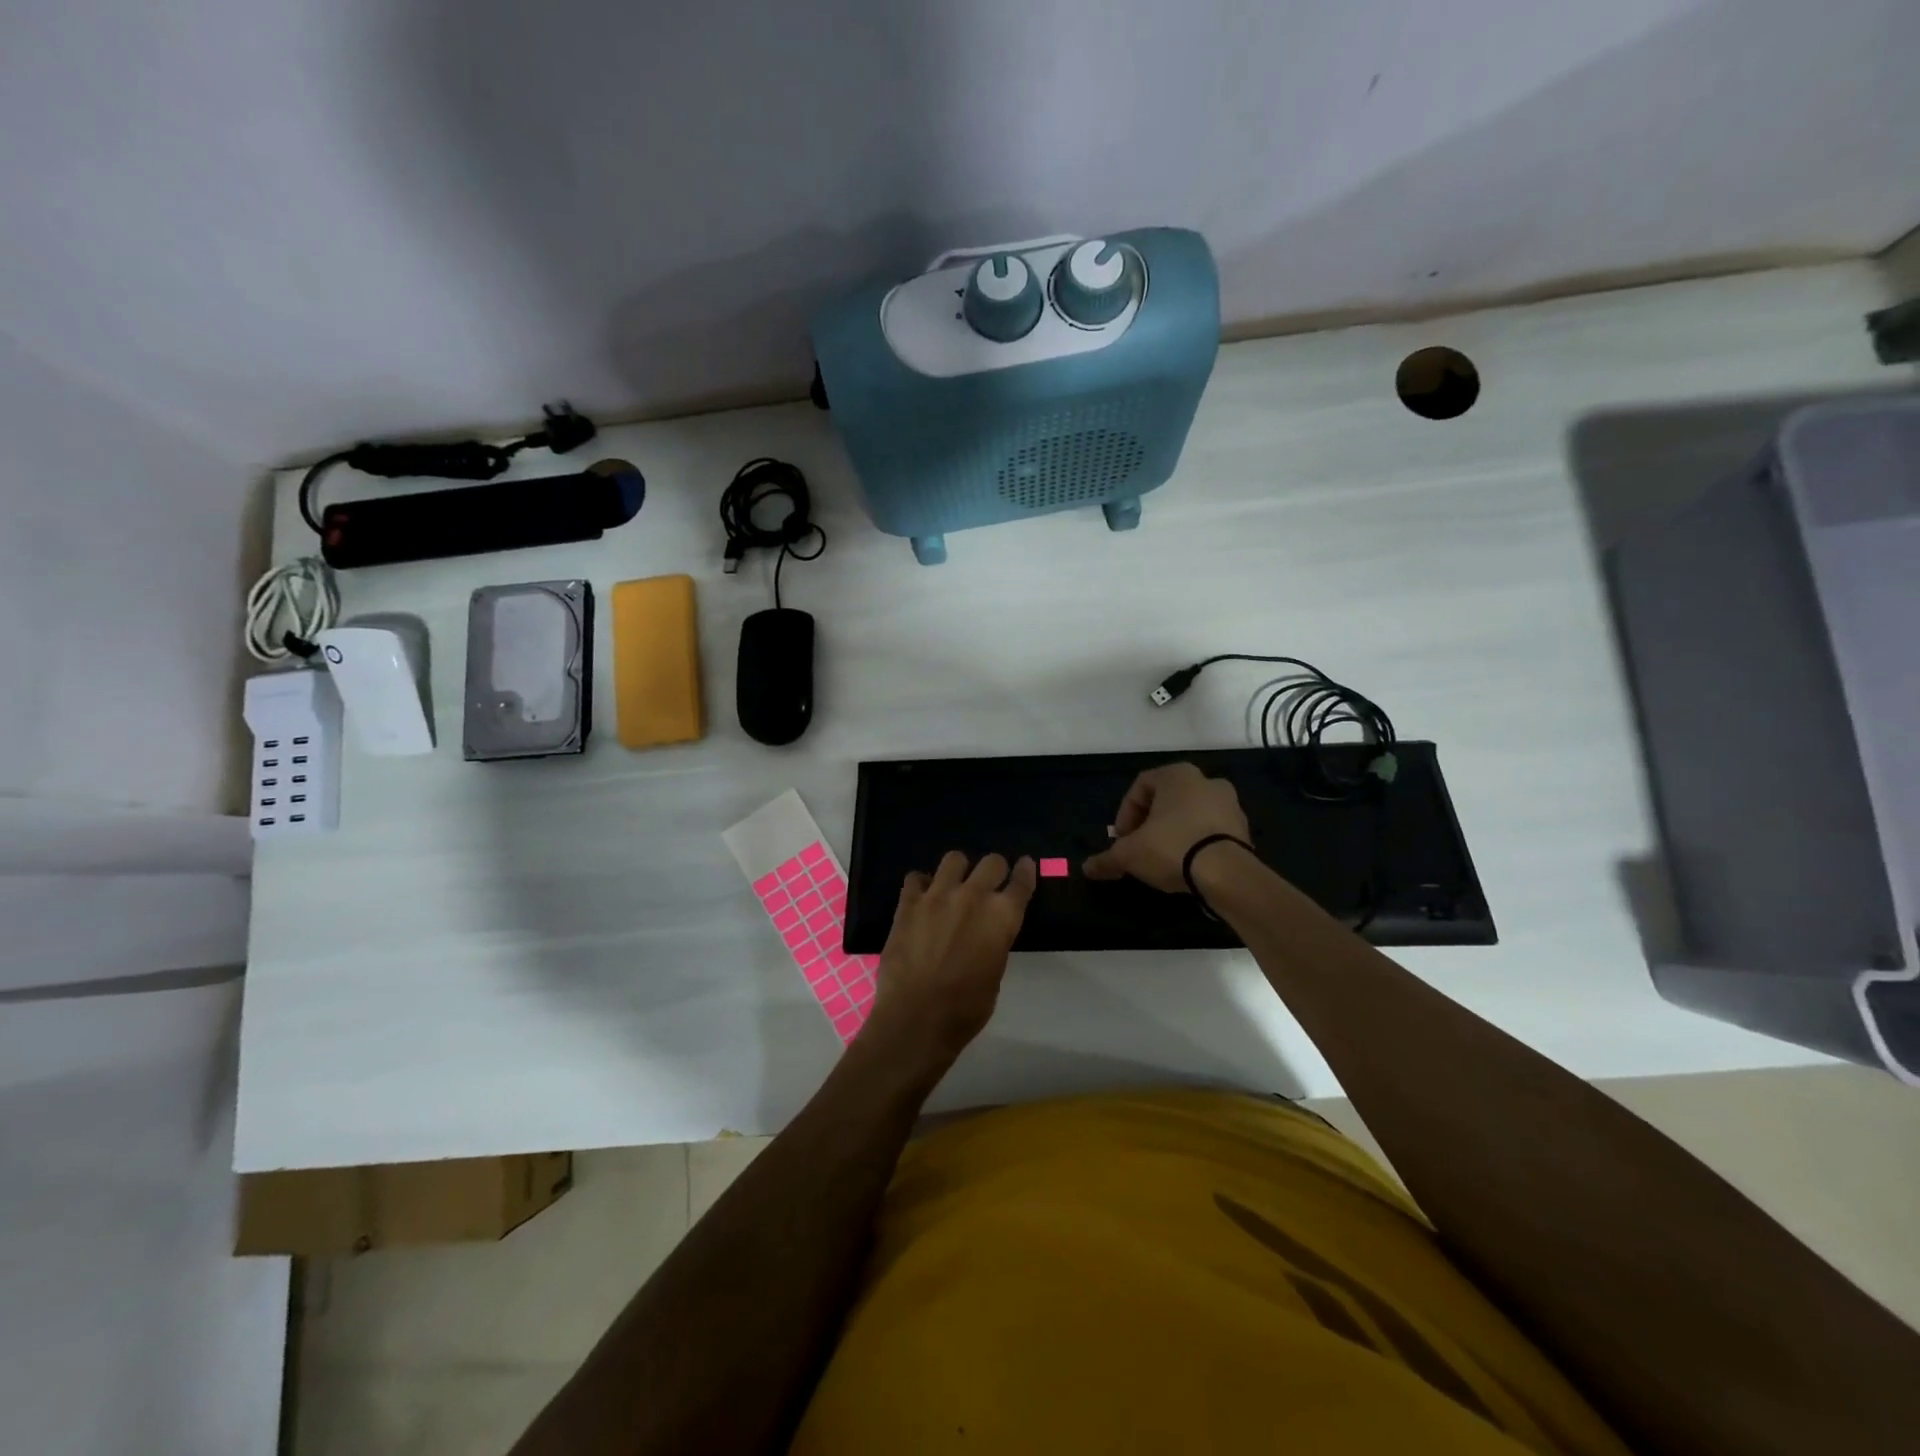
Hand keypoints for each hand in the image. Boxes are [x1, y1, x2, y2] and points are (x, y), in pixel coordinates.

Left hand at [862, 852, 1035, 1070]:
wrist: (917, 1017)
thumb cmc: (966, 1008)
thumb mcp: (995, 974)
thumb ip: (994, 942)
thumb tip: (986, 934)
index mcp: (1002, 917)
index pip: (1021, 882)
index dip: (1025, 871)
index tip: (1025, 865)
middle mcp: (973, 896)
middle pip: (992, 862)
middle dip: (993, 870)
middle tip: (988, 882)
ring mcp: (938, 895)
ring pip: (954, 858)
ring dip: (958, 870)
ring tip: (953, 885)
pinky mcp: (908, 903)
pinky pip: (915, 878)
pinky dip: (921, 885)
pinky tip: (922, 898)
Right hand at [1082, 763, 1250, 892]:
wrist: (1228, 875)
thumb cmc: (1172, 847)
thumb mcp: (1130, 854)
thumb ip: (1107, 859)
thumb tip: (1087, 868)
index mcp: (1178, 775)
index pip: (1140, 786)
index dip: (1125, 814)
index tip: (1121, 840)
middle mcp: (1207, 782)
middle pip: (1167, 801)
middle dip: (1149, 824)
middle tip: (1138, 847)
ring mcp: (1231, 805)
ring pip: (1190, 816)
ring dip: (1173, 833)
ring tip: (1162, 860)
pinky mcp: (1244, 831)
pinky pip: (1211, 833)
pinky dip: (1195, 845)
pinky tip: (1186, 866)